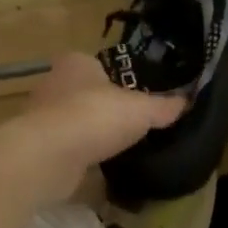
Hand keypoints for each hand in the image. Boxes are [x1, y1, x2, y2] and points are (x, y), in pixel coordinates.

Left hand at [0, 52, 184, 204]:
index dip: (121, 80)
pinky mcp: (39, 145)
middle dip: (106, 107)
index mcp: (77, 63)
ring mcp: (43, 115)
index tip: (139, 98)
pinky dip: (82, 153)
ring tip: (120, 146)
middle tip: (134, 124)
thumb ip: (164, 106)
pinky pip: (68, 146)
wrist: (49, 156)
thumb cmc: (96, 117)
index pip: (102, 65)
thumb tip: (187, 101)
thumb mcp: (142, 110)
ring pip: (76, 120)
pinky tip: (99, 164)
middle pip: (88, 93)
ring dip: (93, 132)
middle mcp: (54, 82)